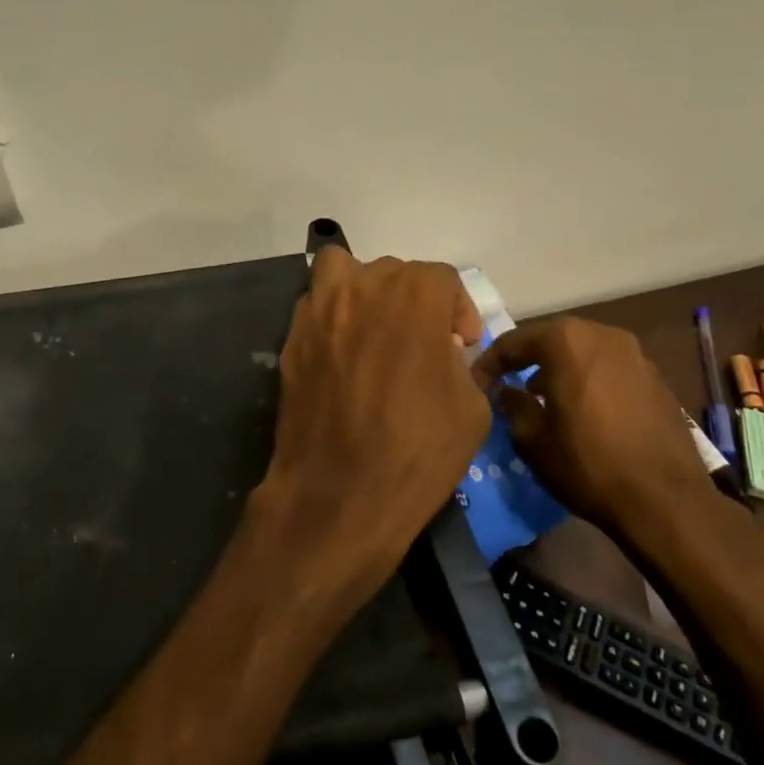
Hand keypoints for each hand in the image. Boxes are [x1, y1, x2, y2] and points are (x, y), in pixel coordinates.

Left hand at [254, 248, 488, 609]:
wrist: (339, 493)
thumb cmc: (418, 450)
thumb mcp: (472, 408)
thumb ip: (461, 362)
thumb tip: (443, 352)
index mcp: (414, 294)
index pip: (443, 279)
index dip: (459, 310)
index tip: (462, 343)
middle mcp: (362, 287)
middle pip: (392, 272)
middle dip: (413, 300)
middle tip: (420, 342)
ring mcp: (318, 311)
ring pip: (340, 271)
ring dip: (361, 289)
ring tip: (372, 329)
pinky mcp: (291, 340)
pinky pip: (313, 309)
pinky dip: (330, 318)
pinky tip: (341, 356)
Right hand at [472, 317, 741, 570]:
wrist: (664, 500)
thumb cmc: (586, 464)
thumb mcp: (531, 438)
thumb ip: (512, 404)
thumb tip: (505, 391)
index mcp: (566, 341)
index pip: (514, 342)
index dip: (490, 363)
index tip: (476, 383)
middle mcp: (602, 334)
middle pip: (552, 338)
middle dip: (526, 359)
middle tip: (507, 383)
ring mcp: (635, 354)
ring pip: (583, 351)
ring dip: (559, 367)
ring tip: (543, 396)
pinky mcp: (656, 378)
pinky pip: (609, 368)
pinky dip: (588, 378)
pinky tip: (582, 408)